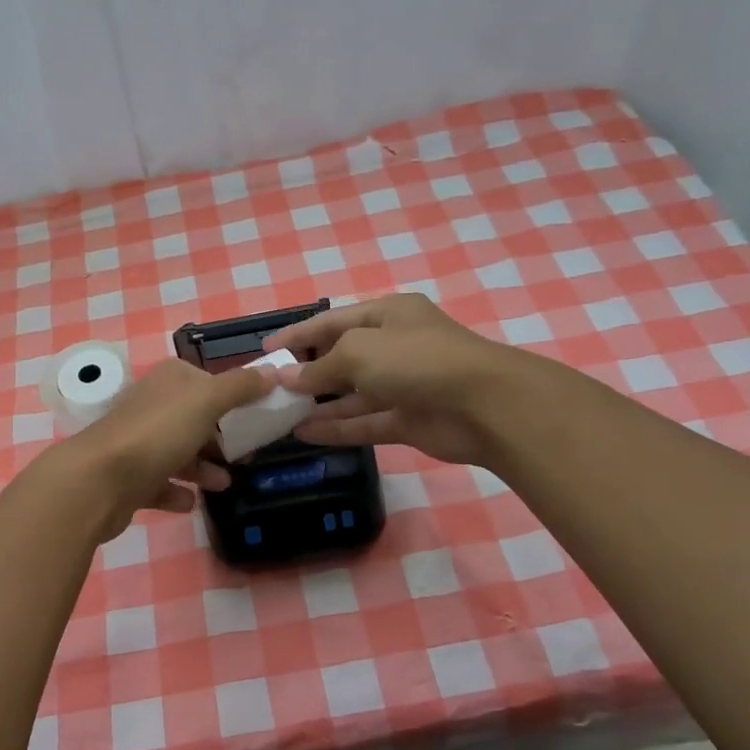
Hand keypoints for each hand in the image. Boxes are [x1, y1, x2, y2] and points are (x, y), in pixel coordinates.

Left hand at [49, 358, 274, 541]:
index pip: (206, 382)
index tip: (259, 417)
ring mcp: (137, 442)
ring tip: (224, 484)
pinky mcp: (128, 478)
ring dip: (203, 468)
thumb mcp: (207, 400)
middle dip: (221, 437)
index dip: (233, 397)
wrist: (100, 480)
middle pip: (194, 419)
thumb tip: (273, 371)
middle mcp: (151, 406)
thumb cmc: (158, 433)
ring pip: (178, 452)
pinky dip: (177, 492)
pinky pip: (159, 484)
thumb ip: (241, 386)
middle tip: (248, 456)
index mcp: (169, 381)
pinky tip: (191, 502)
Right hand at [262, 294, 514, 464]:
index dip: (298, 335)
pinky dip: (337, 427)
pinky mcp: (408, 420)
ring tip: (281, 415)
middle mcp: (395, 346)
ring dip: (319, 404)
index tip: (266, 352)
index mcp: (387, 315)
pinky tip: (305, 434)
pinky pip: (365, 422)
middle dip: (308, 372)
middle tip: (271, 389)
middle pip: (342, 357)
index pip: (332, 321)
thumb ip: (319, 367)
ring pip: (352, 394)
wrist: (483, 405)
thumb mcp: (358, 352)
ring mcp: (403, 385)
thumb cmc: (416, 360)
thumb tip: (286, 379)